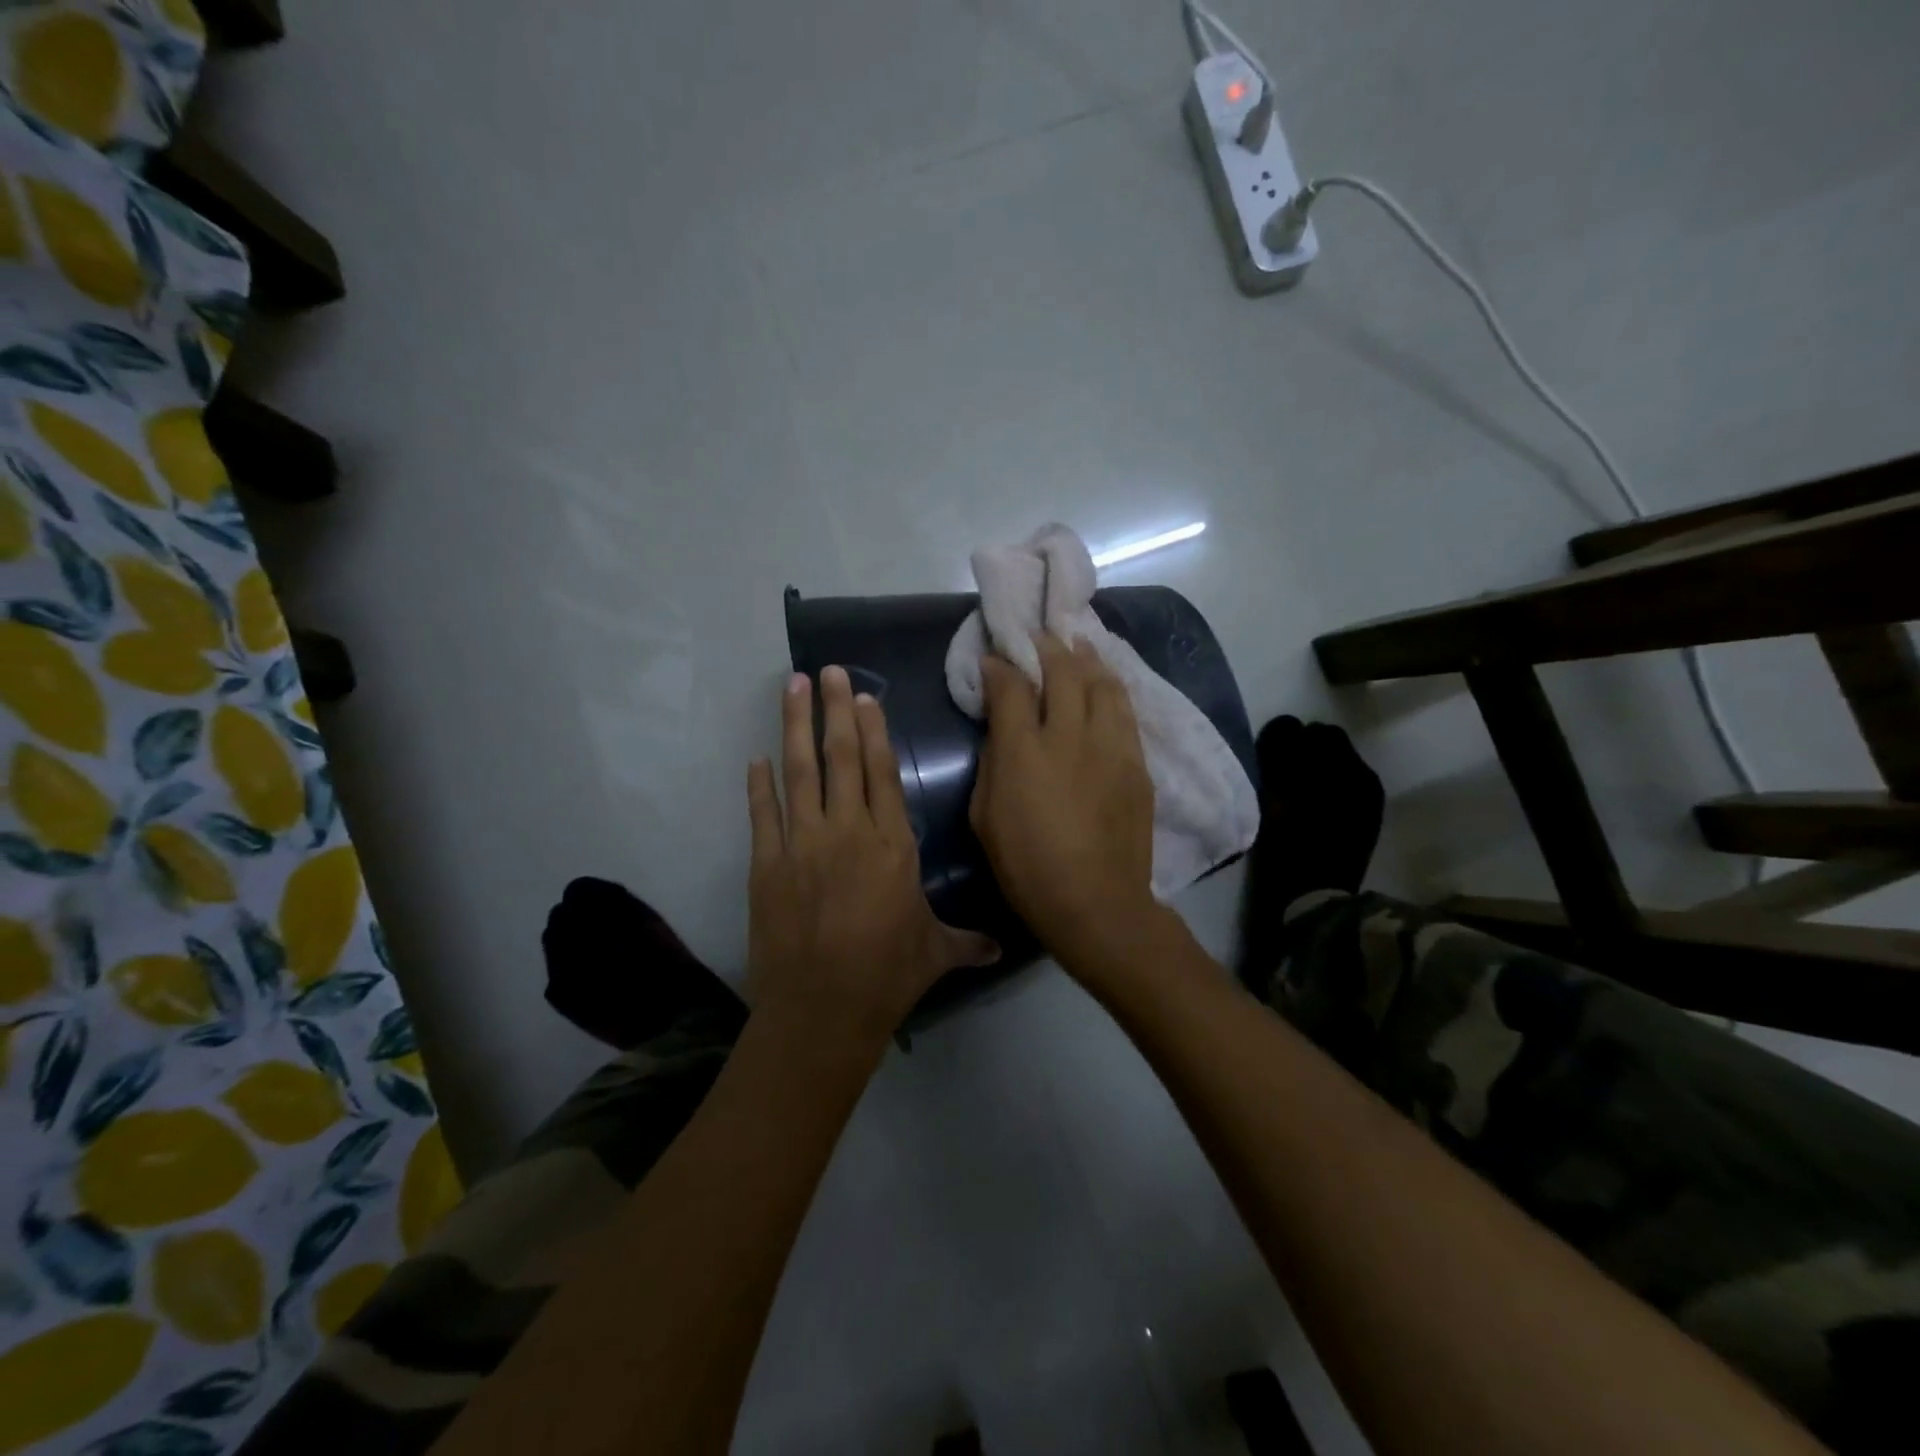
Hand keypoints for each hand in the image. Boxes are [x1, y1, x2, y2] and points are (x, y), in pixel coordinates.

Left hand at [747, 666, 997, 1048]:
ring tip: (792, 687)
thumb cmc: (887, 975)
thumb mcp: (935, 953)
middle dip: (835, 709)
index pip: (882, 772)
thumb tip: (1002, 948)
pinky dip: (758, 785)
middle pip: (842, 758)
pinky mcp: (767, 865)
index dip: (874, 730)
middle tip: (827, 671)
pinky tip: (755, 758)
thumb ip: (967, 941)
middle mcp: (848, 831)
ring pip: (799, 772)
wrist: (822, 1010)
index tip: (864, 696)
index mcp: (892, 844)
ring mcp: (803, 844)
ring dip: (795, 727)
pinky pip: (763, 813)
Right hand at [969, 634, 1165, 975]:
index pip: (1012, 687)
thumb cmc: (1027, 866)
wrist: (1096, 902)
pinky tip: (1107, 685)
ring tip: (1080, 644)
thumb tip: (1001, 730)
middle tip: (1041, 635)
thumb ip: (992, 762)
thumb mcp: (985, 816)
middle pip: (1064, 672)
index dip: (1001, 666)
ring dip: (1088, 659)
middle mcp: (1071, 736)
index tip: (995, 656)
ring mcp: (1111, 747)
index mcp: (1025, 751)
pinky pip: (1126, 713)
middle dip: (1049, 647)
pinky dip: (1112, 690)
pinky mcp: (1137, 764)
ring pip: (1104, 684)